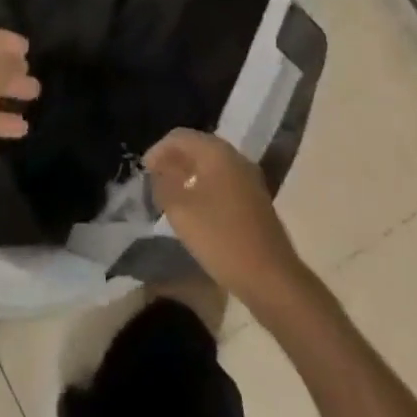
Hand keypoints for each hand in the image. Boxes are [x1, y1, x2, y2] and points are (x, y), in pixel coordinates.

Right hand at [145, 129, 304, 304]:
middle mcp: (235, 158)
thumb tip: (159, 172)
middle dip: (173, 160)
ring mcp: (249, 179)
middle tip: (155, 180)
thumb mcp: (181, 211)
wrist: (272, 279)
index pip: (180, 137)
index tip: (143, 171)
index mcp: (217, 152)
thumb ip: (163, 185)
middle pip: (197, 148)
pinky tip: (196, 209)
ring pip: (211, 165)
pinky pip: (223, 182)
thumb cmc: (222, 239)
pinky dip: (204, 187)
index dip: (158, 150)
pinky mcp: (256, 200)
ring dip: (189, 174)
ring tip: (171, 194)